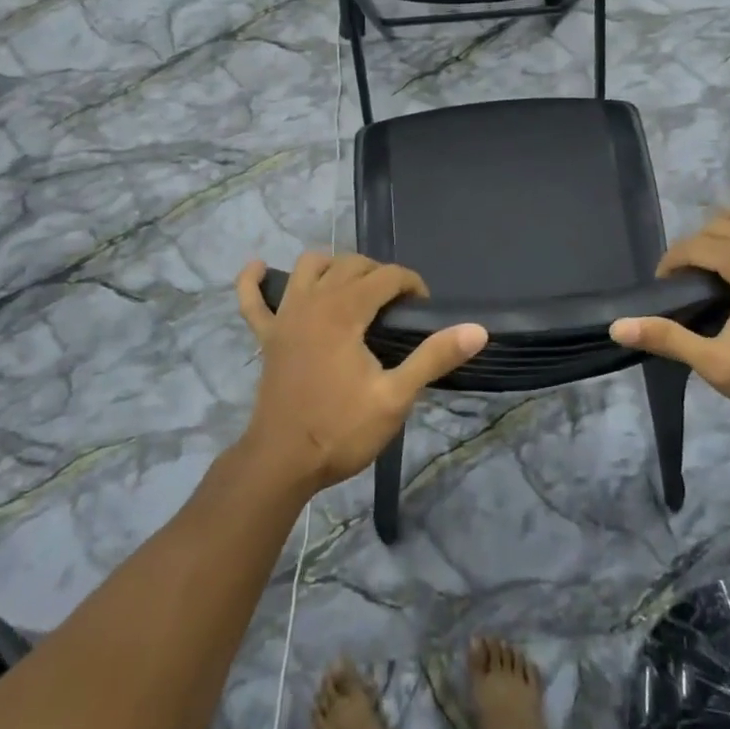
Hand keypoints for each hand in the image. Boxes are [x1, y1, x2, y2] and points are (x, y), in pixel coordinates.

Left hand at [235, 253, 486, 495]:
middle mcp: (313, 302)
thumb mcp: (395, 396)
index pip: (386, 276)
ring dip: (334, 267)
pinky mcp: (267, 337)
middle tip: (398, 307)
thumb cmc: (340, 430)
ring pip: (309, 268)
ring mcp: (285, 317)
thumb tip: (477, 330)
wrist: (281, 464)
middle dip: (380, 274)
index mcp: (344, 311)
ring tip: (353, 288)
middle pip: (351, 264)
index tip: (423, 309)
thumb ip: (434, 357)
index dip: (411, 284)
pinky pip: (252, 299)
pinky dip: (254, 282)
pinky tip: (260, 268)